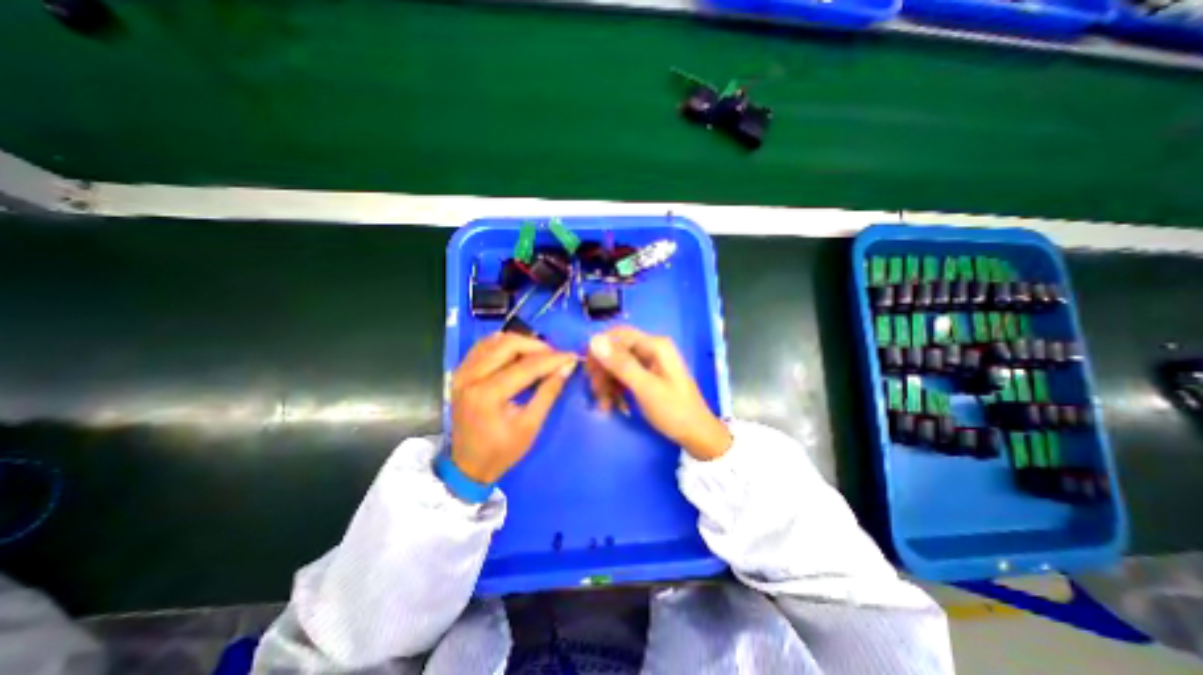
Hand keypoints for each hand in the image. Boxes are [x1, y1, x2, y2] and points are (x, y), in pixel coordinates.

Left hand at [454, 333, 581, 483]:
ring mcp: (461, 372)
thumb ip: (549, 392)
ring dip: (520, 342)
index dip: (552, 359)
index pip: (526, 366)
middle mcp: (470, 377)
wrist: (467, 466)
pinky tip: (518, 353)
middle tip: (555, 356)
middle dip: (536, 346)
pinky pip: (483, 347)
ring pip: (494, 340)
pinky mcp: (460, 372)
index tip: (571, 356)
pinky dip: (503, 345)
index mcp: (487, 395)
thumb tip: (567, 366)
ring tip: (540, 355)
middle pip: (508, 344)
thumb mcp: (531, 425)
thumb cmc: (501, 451)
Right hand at [586, 326, 732, 462]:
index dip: (599, 349)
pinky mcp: (646, 375)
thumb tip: (594, 340)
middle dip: (603, 371)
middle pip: (615, 350)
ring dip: (606, 383)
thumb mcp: (645, 388)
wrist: (696, 434)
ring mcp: (648, 362)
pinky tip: (612, 405)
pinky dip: (614, 389)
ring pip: (616, 365)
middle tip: (596, 393)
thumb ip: (621, 364)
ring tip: (604, 405)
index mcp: (655, 345)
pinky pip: (622, 376)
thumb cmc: (674, 411)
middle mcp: (651, 349)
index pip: (618, 335)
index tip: (588, 370)